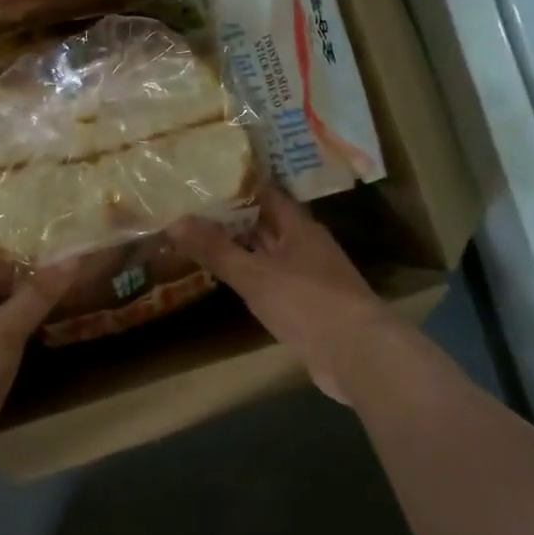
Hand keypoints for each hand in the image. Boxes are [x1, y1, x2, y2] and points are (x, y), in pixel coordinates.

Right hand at [169, 188, 408, 403]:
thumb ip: (215, 249)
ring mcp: (310, 276)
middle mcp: (306, 245)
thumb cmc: (307, 303)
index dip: (236, 185)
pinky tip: (230, 279)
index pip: (265, 193)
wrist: (358, 356)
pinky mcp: (309, 305)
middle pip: (266, 222)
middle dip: (233, 216)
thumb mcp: (254, 275)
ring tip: (201, 239)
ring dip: (241, 247)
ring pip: (269, 252)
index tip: (204, 178)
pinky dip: (251, 276)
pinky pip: (273, 280)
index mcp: (299, 227)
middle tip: (192, 208)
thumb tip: (175, 221)